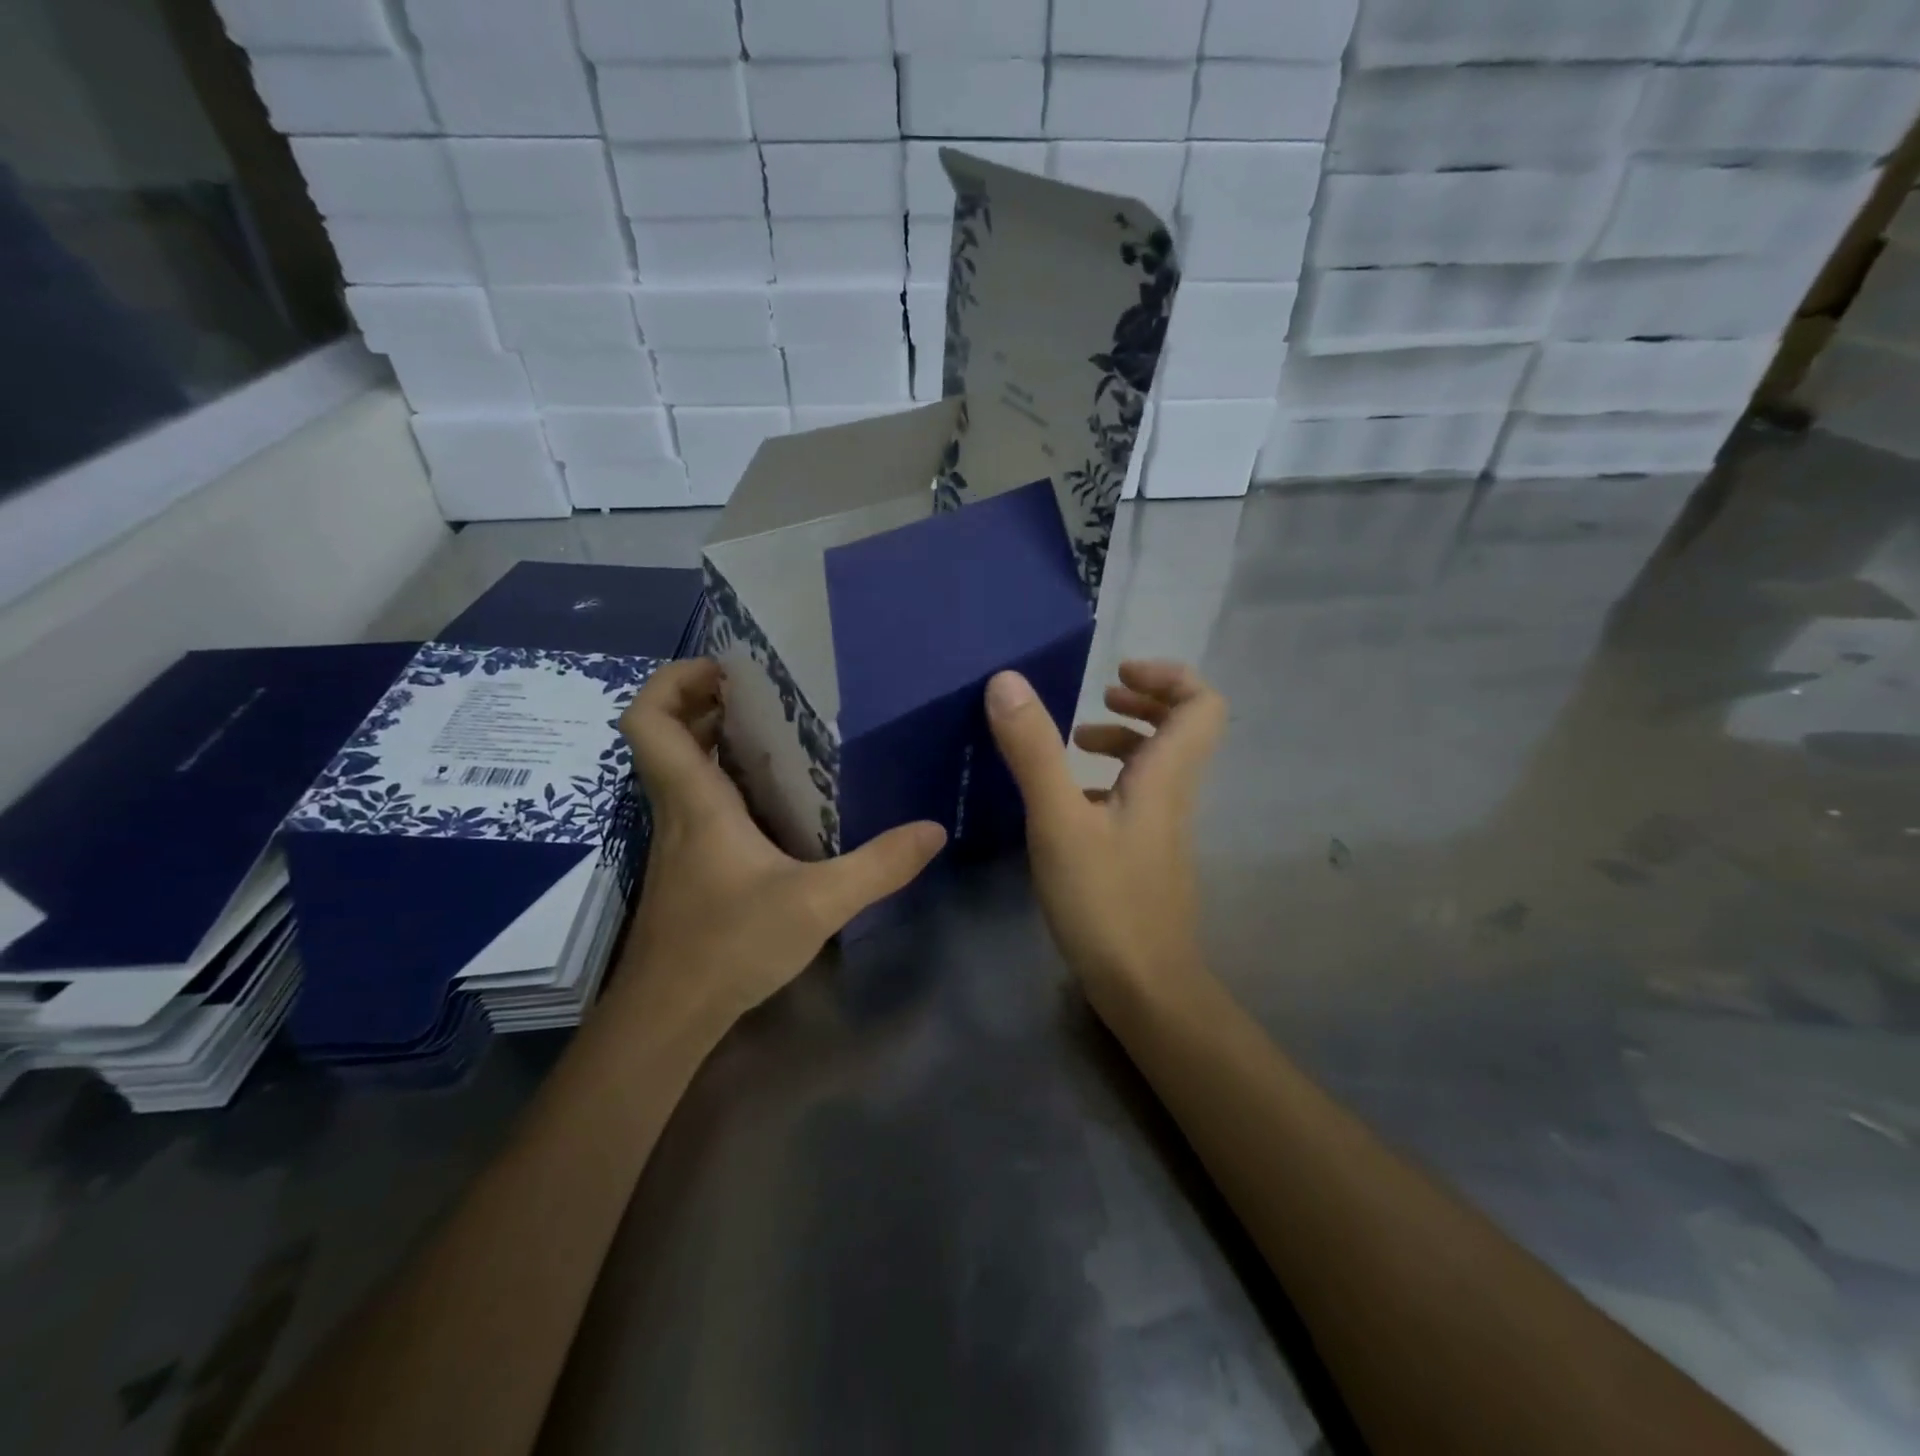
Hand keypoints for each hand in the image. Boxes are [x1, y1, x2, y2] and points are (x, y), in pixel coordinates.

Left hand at [613, 659, 945, 1031]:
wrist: (669, 1016)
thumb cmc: (729, 945)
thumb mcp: (819, 903)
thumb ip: (880, 865)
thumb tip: (934, 830)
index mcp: (696, 800)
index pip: (649, 719)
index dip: (672, 681)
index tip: (723, 668)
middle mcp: (678, 810)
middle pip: (663, 735)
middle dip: (702, 701)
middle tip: (762, 692)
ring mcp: (677, 840)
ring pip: (680, 769)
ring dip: (714, 740)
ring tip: (777, 731)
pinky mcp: (686, 867)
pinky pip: (698, 801)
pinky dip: (725, 782)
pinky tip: (775, 800)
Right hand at [986, 661, 1225, 999]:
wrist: (1144, 986)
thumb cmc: (1104, 900)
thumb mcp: (1058, 821)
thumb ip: (1034, 751)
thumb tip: (1008, 681)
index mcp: (1165, 776)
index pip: (1202, 704)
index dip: (1168, 676)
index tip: (1116, 674)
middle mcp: (1172, 794)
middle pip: (1184, 727)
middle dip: (1144, 700)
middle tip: (1100, 695)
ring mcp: (1161, 827)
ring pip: (1157, 764)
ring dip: (1122, 739)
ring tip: (1075, 741)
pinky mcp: (1144, 853)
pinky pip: (1136, 796)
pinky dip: (1107, 779)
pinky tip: (1068, 798)